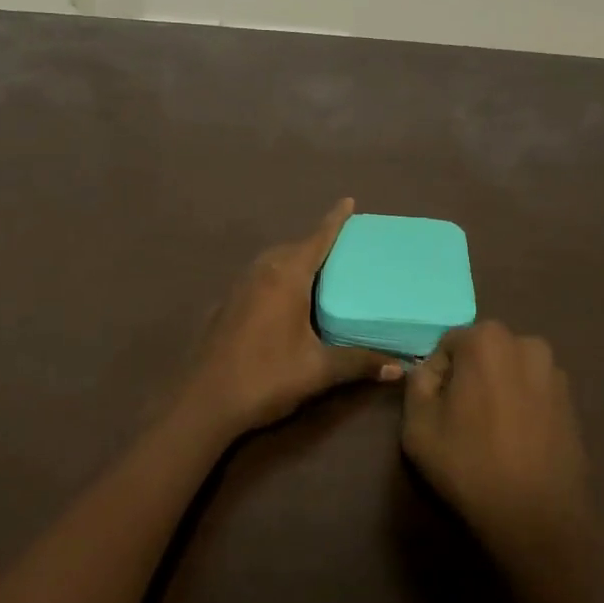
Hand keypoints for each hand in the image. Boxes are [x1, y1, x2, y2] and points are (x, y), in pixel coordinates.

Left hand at [171, 199, 403, 440]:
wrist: (204, 401)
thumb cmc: (265, 377)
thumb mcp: (318, 370)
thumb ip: (358, 363)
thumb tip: (399, 367)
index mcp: (286, 278)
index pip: (316, 239)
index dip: (334, 221)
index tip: (348, 201)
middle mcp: (261, 273)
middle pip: (293, 247)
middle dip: (316, 243)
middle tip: (342, 249)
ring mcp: (238, 287)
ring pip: (272, 262)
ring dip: (293, 259)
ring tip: (317, 272)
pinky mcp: (225, 305)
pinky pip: (258, 278)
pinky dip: (276, 278)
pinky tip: (283, 301)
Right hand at [401, 322, 599, 560]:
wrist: (538, 516)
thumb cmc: (470, 464)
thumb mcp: (417, 424)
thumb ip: (417, 384)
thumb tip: (430, 372)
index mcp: (486, 340)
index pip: (447, 345)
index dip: (436, 376)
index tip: (436, 409)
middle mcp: (526, 343)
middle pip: (482, 352)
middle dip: (468, 377)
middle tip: (460, 419)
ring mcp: (555, 371)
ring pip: (509, 371)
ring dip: (497, 389)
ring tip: (490, 430)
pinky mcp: (572, 400)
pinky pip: (533, 391)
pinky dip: (521, 405)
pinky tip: (516, 439)